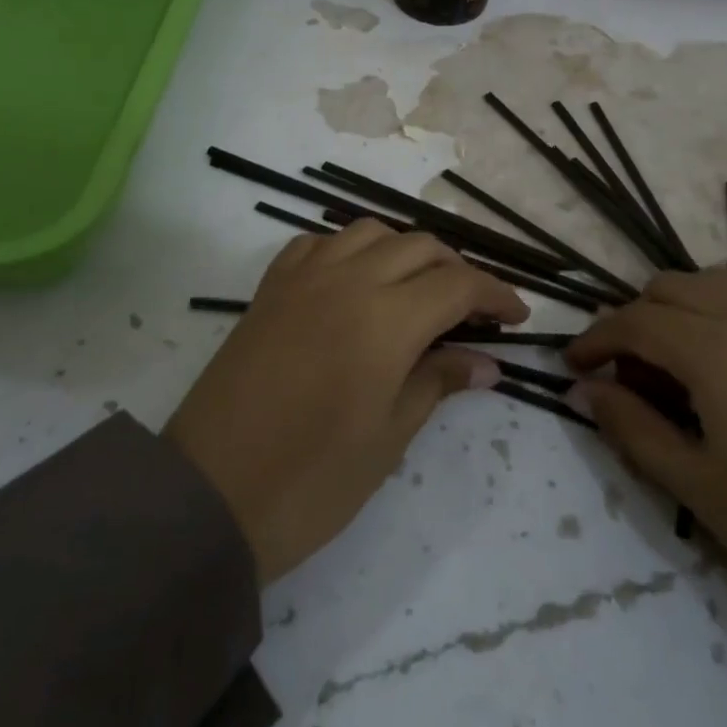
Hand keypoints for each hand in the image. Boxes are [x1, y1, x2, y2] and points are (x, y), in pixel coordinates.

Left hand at [166, 220, 526, 583]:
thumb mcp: (388, 437)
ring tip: (416, 291)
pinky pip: (317, 244)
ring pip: (369, 233)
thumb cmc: (311, 480)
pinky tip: (354, 282)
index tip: (517, 317)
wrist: (209, 494)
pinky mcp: (269, 290)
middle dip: (457, 270)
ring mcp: (301, 278)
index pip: (458, 284)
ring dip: (404, 251)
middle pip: (419, 247)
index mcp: (386, 318)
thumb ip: (437, 383)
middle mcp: (346, 280)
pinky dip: (348, 251)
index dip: (495, 294)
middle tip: (473, 310)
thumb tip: (486, 363)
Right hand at [568, 270, 726, 655]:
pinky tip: (726, 367)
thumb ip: (630, 426)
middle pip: (671, 287)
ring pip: (715, 284)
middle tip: (627, 376)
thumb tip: (585, 390)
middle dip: (635, 320)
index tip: (573, 367)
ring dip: (680, 310)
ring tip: (675, 369)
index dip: (594, 340)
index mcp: (718, 349)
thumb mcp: (695, 484)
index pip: (634, 322)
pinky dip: (722, 313)